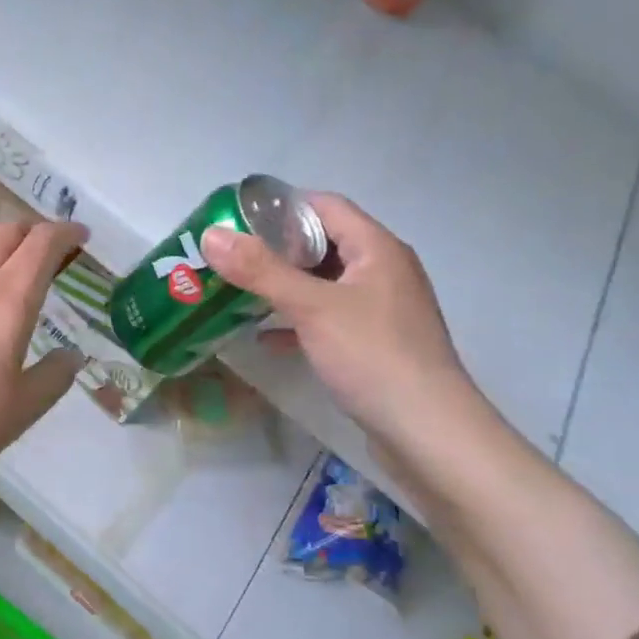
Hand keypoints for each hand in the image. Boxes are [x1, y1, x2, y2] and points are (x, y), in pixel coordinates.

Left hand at [0, 220, 86, 534]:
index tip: (80, 236)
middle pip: (6, 230)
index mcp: (8, 298)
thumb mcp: (23, 409)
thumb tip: (72, 356)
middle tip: (45, 253)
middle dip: (33, 232)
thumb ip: (54, 376)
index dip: (66, 232)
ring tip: (5, 264)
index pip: (42, 243)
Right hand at [201, 193, 467, 446]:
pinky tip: (265, 337)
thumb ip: (260, 270)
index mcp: (377, 249)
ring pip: (324, 284)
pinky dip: (297, 321)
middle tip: (229, 257)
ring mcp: (381, 310)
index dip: (282, 207)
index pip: (326, 206)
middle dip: (275, 249)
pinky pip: (329, 318)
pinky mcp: (375, 344)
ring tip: (237, 291)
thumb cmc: (373, 356)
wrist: (427, 432)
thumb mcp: (312, 307)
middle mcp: (383, 271)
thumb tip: (212, 235)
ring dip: (284, 286)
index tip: (236, 220)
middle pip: (324, 244)